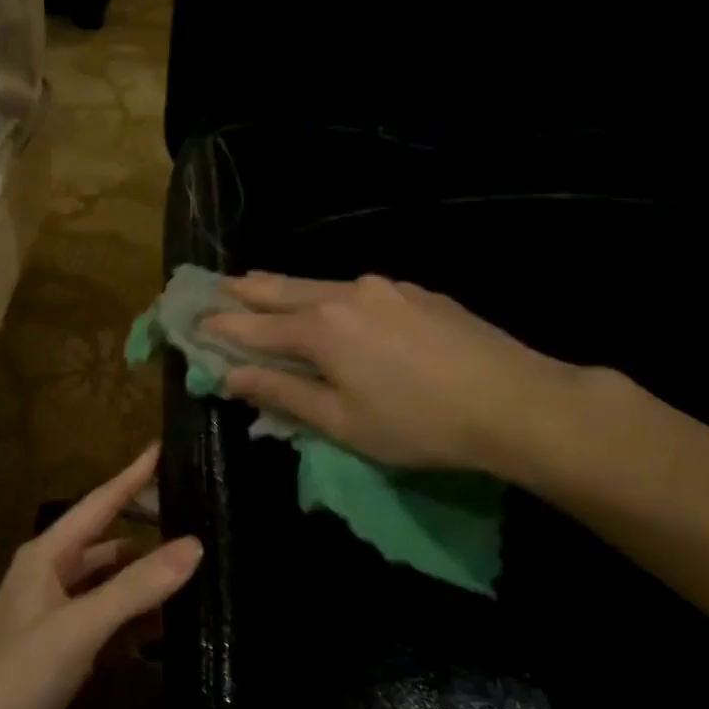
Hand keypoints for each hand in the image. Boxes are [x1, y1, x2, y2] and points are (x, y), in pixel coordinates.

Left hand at [0, 445, 200, 708]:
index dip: (132, 477)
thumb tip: (193, 545)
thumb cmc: (17, 674)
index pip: (99, 503)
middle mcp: (51, 575)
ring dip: (142, 573)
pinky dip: (134, 615)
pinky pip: (107, 618)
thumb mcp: (79, 626)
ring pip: (108, 580)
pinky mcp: (64, 649)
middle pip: (106, 539)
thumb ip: (136, 587)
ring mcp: (57, 614)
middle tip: (192, 510)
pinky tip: (167, 623)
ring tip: (192, 563)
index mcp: (47, 555)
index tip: (164, 449)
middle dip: (143, 524)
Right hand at [203, 272, 587, 479]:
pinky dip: (327, 294)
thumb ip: (284, 395)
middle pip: (283, 290)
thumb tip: (234, 376)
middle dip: (247, 291)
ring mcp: (385, 288)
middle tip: (218, 285)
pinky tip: (331, 302)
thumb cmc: (418, 423)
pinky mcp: (415, 292)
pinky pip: (355, 289)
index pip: (255, 327)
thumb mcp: (342, 423)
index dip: (222, 327)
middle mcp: (346, 294)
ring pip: (320, 284)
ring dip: (285, 288)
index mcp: (321, 329)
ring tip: (262, 286)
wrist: (515, 401)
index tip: (194, 321)